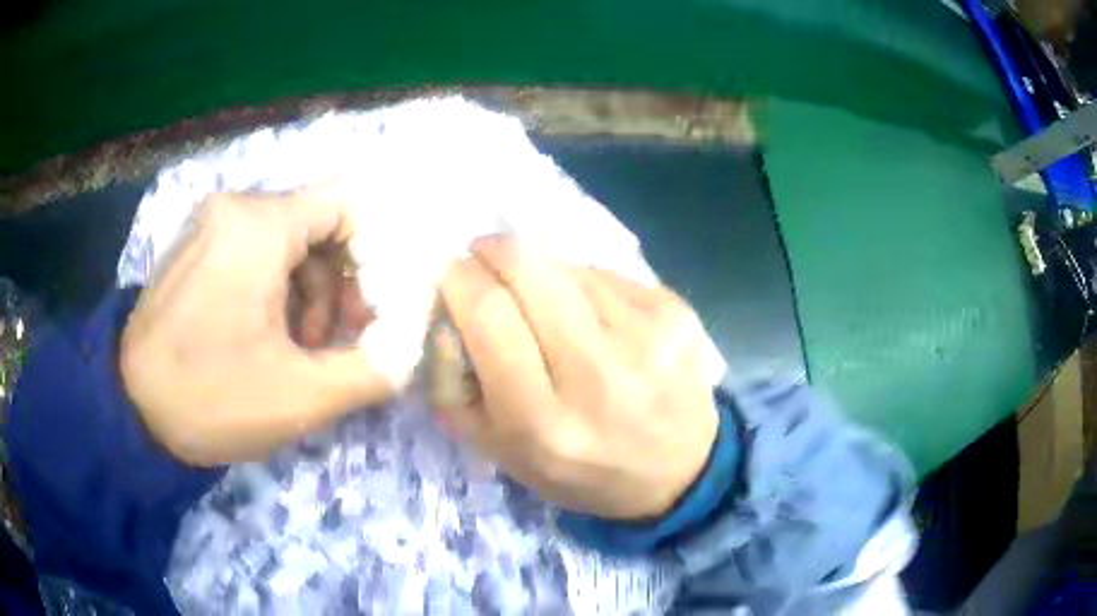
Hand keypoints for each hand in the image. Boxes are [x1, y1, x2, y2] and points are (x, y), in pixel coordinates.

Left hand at [121, 190, 392, 466]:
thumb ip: (373, 370)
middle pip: (318, 223)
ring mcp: (210, 223)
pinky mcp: (196, 245)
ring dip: (309, 290)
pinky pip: (254, 248)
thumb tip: (409, 345)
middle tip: (339, 340)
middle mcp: (234, 206)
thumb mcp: (301, 398)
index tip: (374, 307)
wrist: (130, 408)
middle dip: (341, 282)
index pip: (348, 202)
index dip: (377, 250)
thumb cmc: (211, 399)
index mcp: (259, 226)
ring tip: (300, 347)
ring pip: (287, 238)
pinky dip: (276, 286)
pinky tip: (267, 333)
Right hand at [439, 236, 718, 519]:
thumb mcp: (499, 451)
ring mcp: (647, 336)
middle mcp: (599, 373)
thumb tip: (447, 306)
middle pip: (528, 265)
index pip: (488, 313)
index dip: (461, 279)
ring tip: (550, 307)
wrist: (678, 471)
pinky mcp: (676, 312)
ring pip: (566, 264)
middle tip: (485, 260)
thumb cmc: (580, 469)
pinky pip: (606, 274)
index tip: (454, 275)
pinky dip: (585, 286)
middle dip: (492, 251)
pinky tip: (597, 320)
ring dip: (542, 273)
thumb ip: (453, 384)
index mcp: (544, 420)